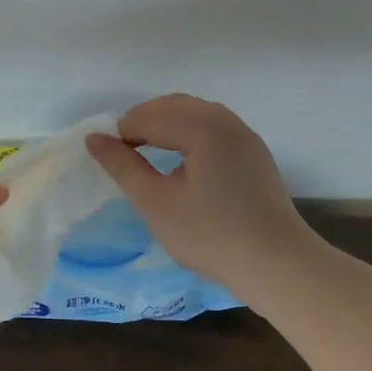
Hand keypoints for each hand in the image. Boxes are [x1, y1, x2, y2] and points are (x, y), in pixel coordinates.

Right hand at [85, 94, 311, 289]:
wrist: (277, 265)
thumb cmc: (211, 236)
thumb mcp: (157, 203)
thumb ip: (123, 166)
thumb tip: (94, 139)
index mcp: (202, 127)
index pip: (150, 116)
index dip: (123, 133)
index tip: (109, 159)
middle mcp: (226, 121)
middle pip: (174, 105)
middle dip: (144, 122)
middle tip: (124, 153)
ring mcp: (244, 135)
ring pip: (195, 113)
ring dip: (167, 124)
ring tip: (148, 154)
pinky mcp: (254, 152)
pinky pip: (214, 126)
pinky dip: (189, 132)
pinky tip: (181, 161)